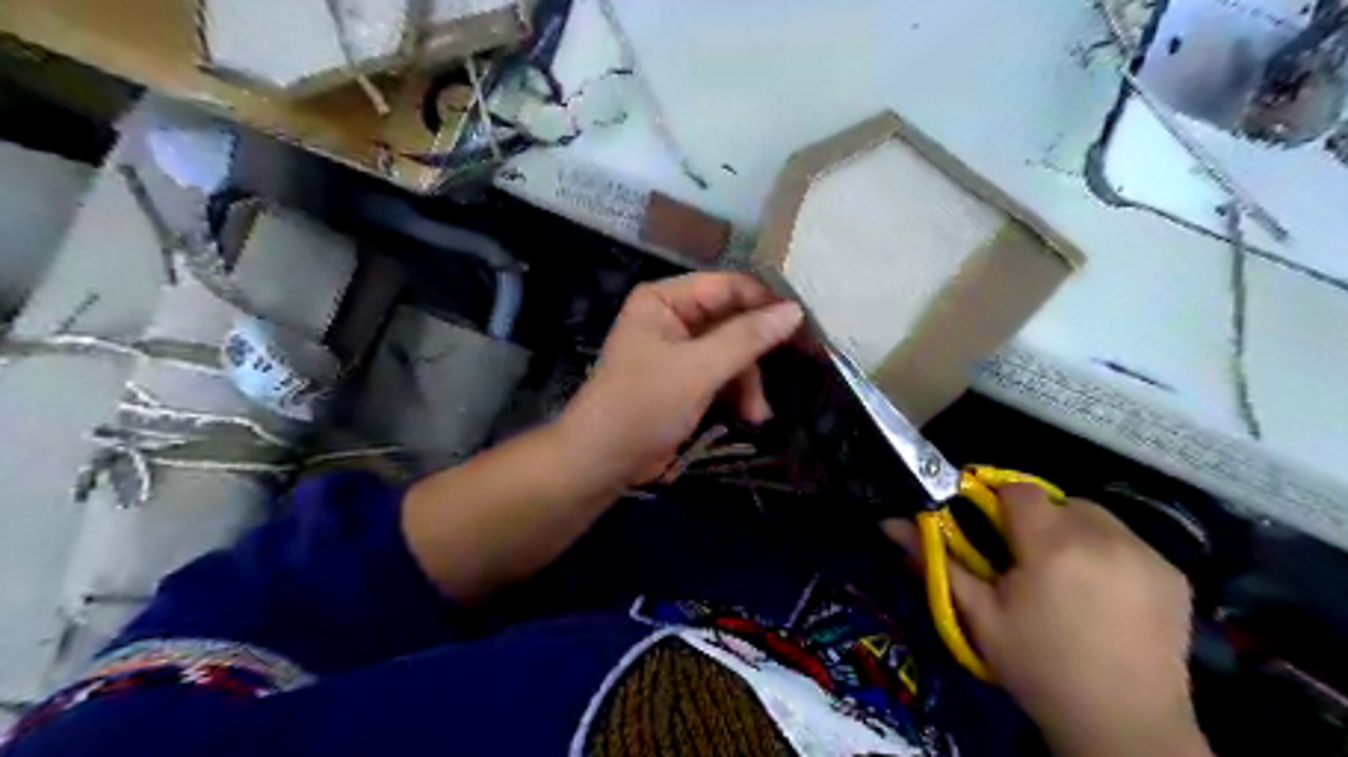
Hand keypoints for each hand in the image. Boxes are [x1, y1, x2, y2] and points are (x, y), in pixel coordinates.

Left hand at [557, 271, 796, 483]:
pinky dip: (738, 394)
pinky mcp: (686, 380)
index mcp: (665, 299)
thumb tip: (796, 310)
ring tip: (757, 413)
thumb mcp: (698, 369)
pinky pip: (723, 375)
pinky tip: (748, 417)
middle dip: (757, 353)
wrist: (602, 462)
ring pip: (733, 352)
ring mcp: (680, 350)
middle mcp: (673, 317)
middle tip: (798, 366)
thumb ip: (747, 338)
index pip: (728, 286)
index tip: (806, 325)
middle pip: (733, 320)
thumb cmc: (643, 405)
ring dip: (749, 382)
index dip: (766, 303)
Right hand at [887, 485, 1211, 755]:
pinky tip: (1102, 593)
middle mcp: (1106, 538)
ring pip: (1095, 516)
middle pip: (1058, 500)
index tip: (989, 529)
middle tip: (1025, 562)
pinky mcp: (1174, 574)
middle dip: (1037, 520)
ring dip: (1073, 532)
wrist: (1123, 727)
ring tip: (1065, 576)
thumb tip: (889, 521)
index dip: (998, 503)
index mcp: (1052, 546)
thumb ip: (937, 560)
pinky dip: (1108, 552)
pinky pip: (1129, 541)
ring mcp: (1148, 554)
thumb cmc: (1038, 668)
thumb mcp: (978, 615)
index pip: (1019, 490)